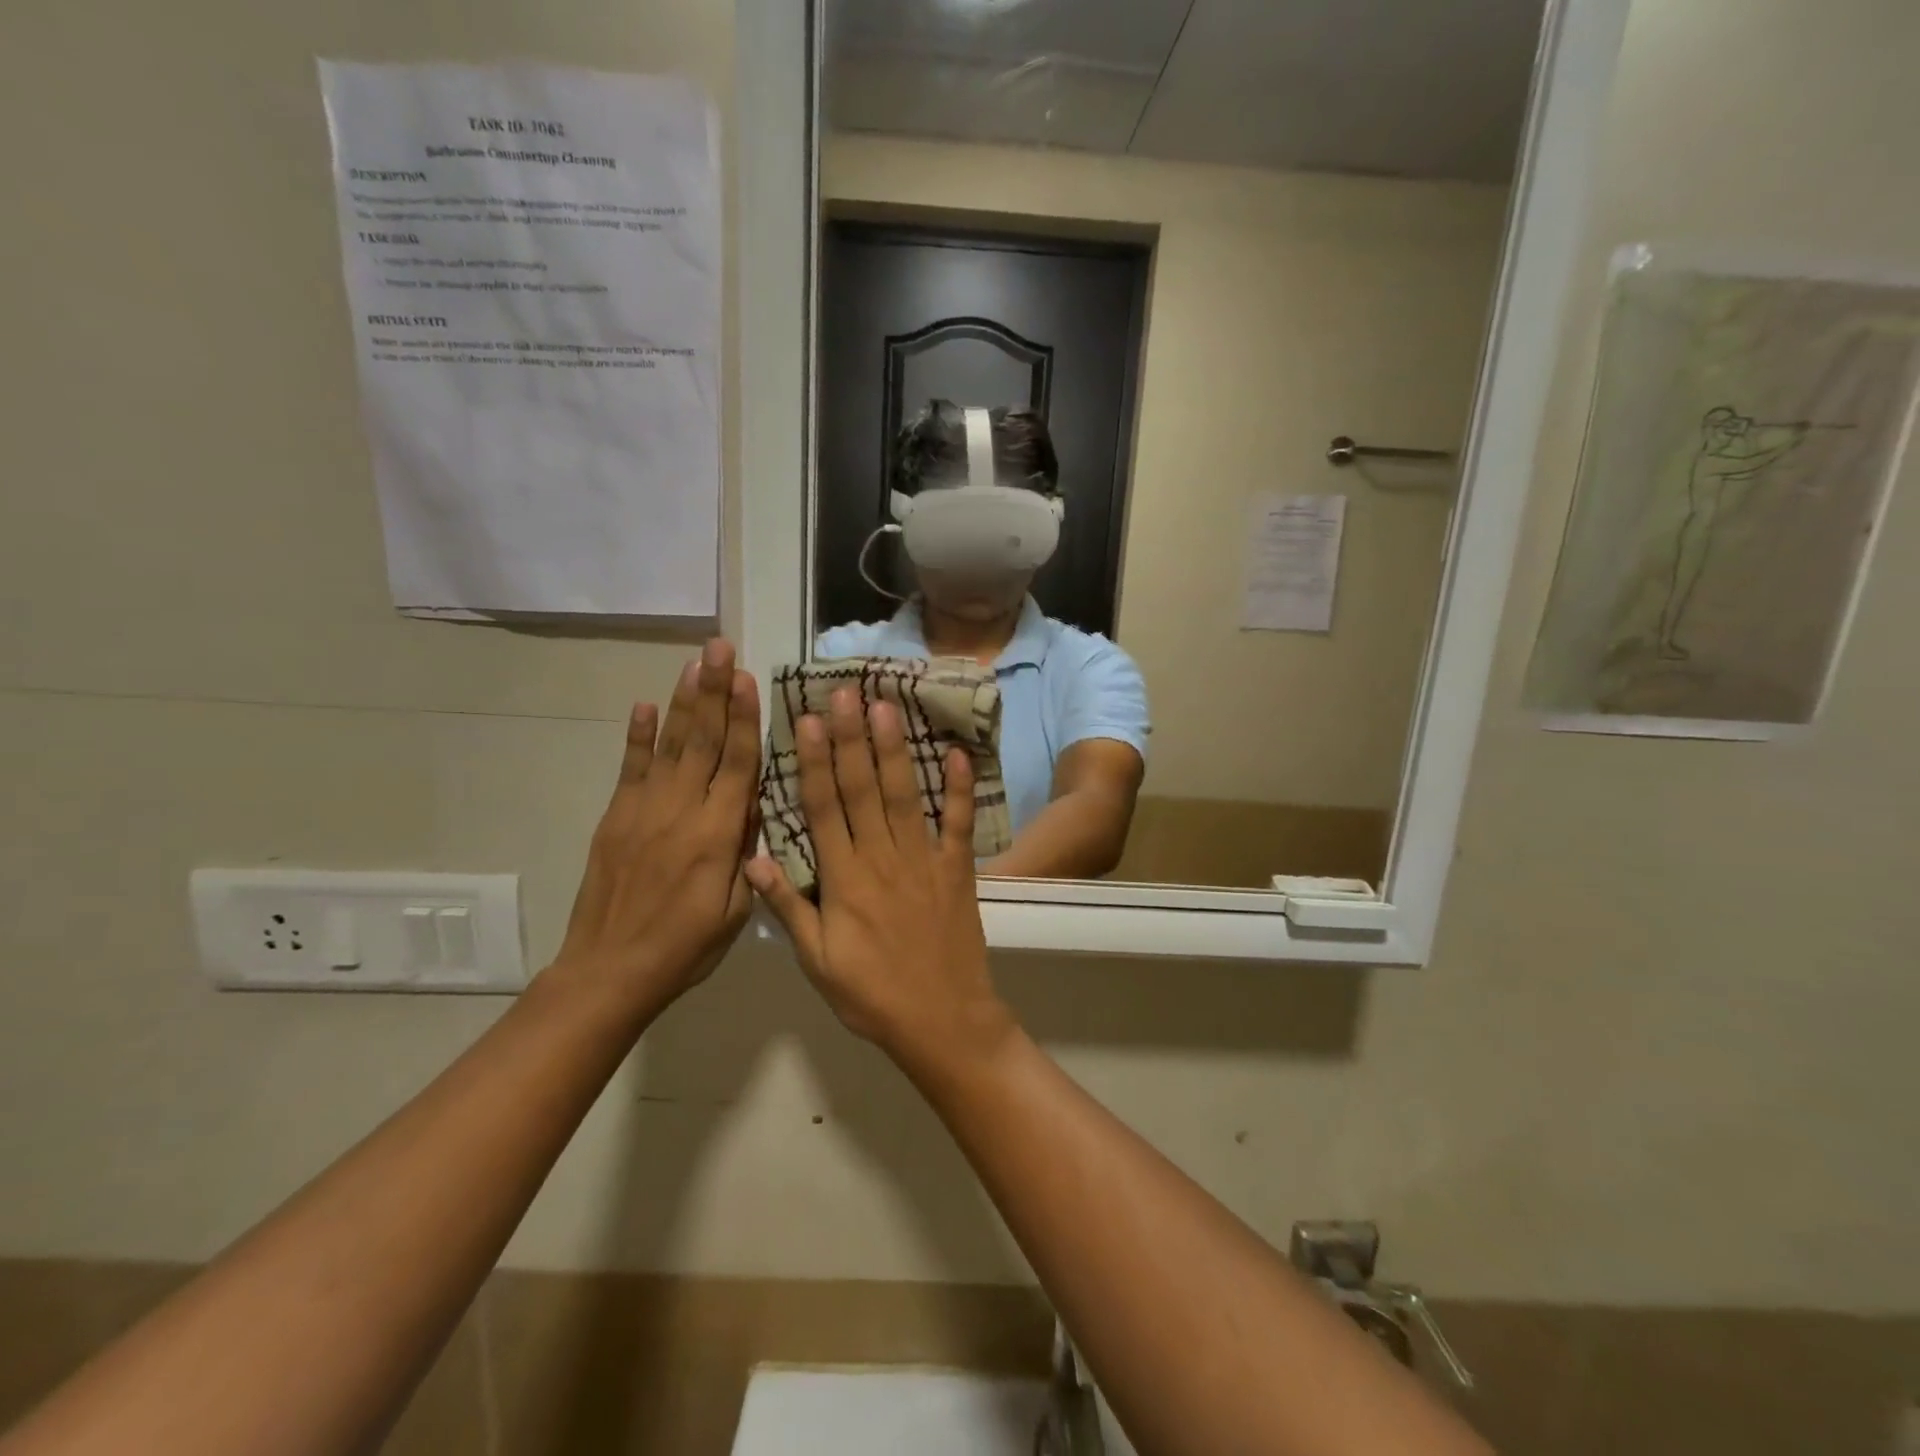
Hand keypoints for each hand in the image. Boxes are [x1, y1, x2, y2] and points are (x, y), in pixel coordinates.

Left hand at [553, 639, 760, 1009]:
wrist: (609, 972)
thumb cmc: (686, 948)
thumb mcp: (736, 910)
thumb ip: (747, 853)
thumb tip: (752, 805)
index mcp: (717, 836)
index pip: (737, 764)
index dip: (744, 719)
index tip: (749, 679)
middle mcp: (681, 812)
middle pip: (703, 741)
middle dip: (715, 691)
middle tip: (721, 648)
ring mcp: (643, 811)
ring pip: (669, 745)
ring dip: (683, 701)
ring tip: (695, 662)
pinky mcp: (616, 819)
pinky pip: (629, 769)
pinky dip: (637, 736)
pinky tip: (644, 705)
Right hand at [747, 689, 1013, 1079]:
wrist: (942, 1021)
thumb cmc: (871, 995)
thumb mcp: (816, 961)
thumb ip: (788, 908)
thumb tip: (753, 860)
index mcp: (844, 878)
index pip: (824, 808)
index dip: (815, 761)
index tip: (809, 720)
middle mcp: (882, 858)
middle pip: (862, 789)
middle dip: (851, 738)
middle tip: (845, 692)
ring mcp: (924, 860)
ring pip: (905, 795)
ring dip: (895, 749)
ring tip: (886, 706)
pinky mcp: (957, 870)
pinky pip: (958, 824)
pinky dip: (960, 789)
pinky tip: (957, 754)